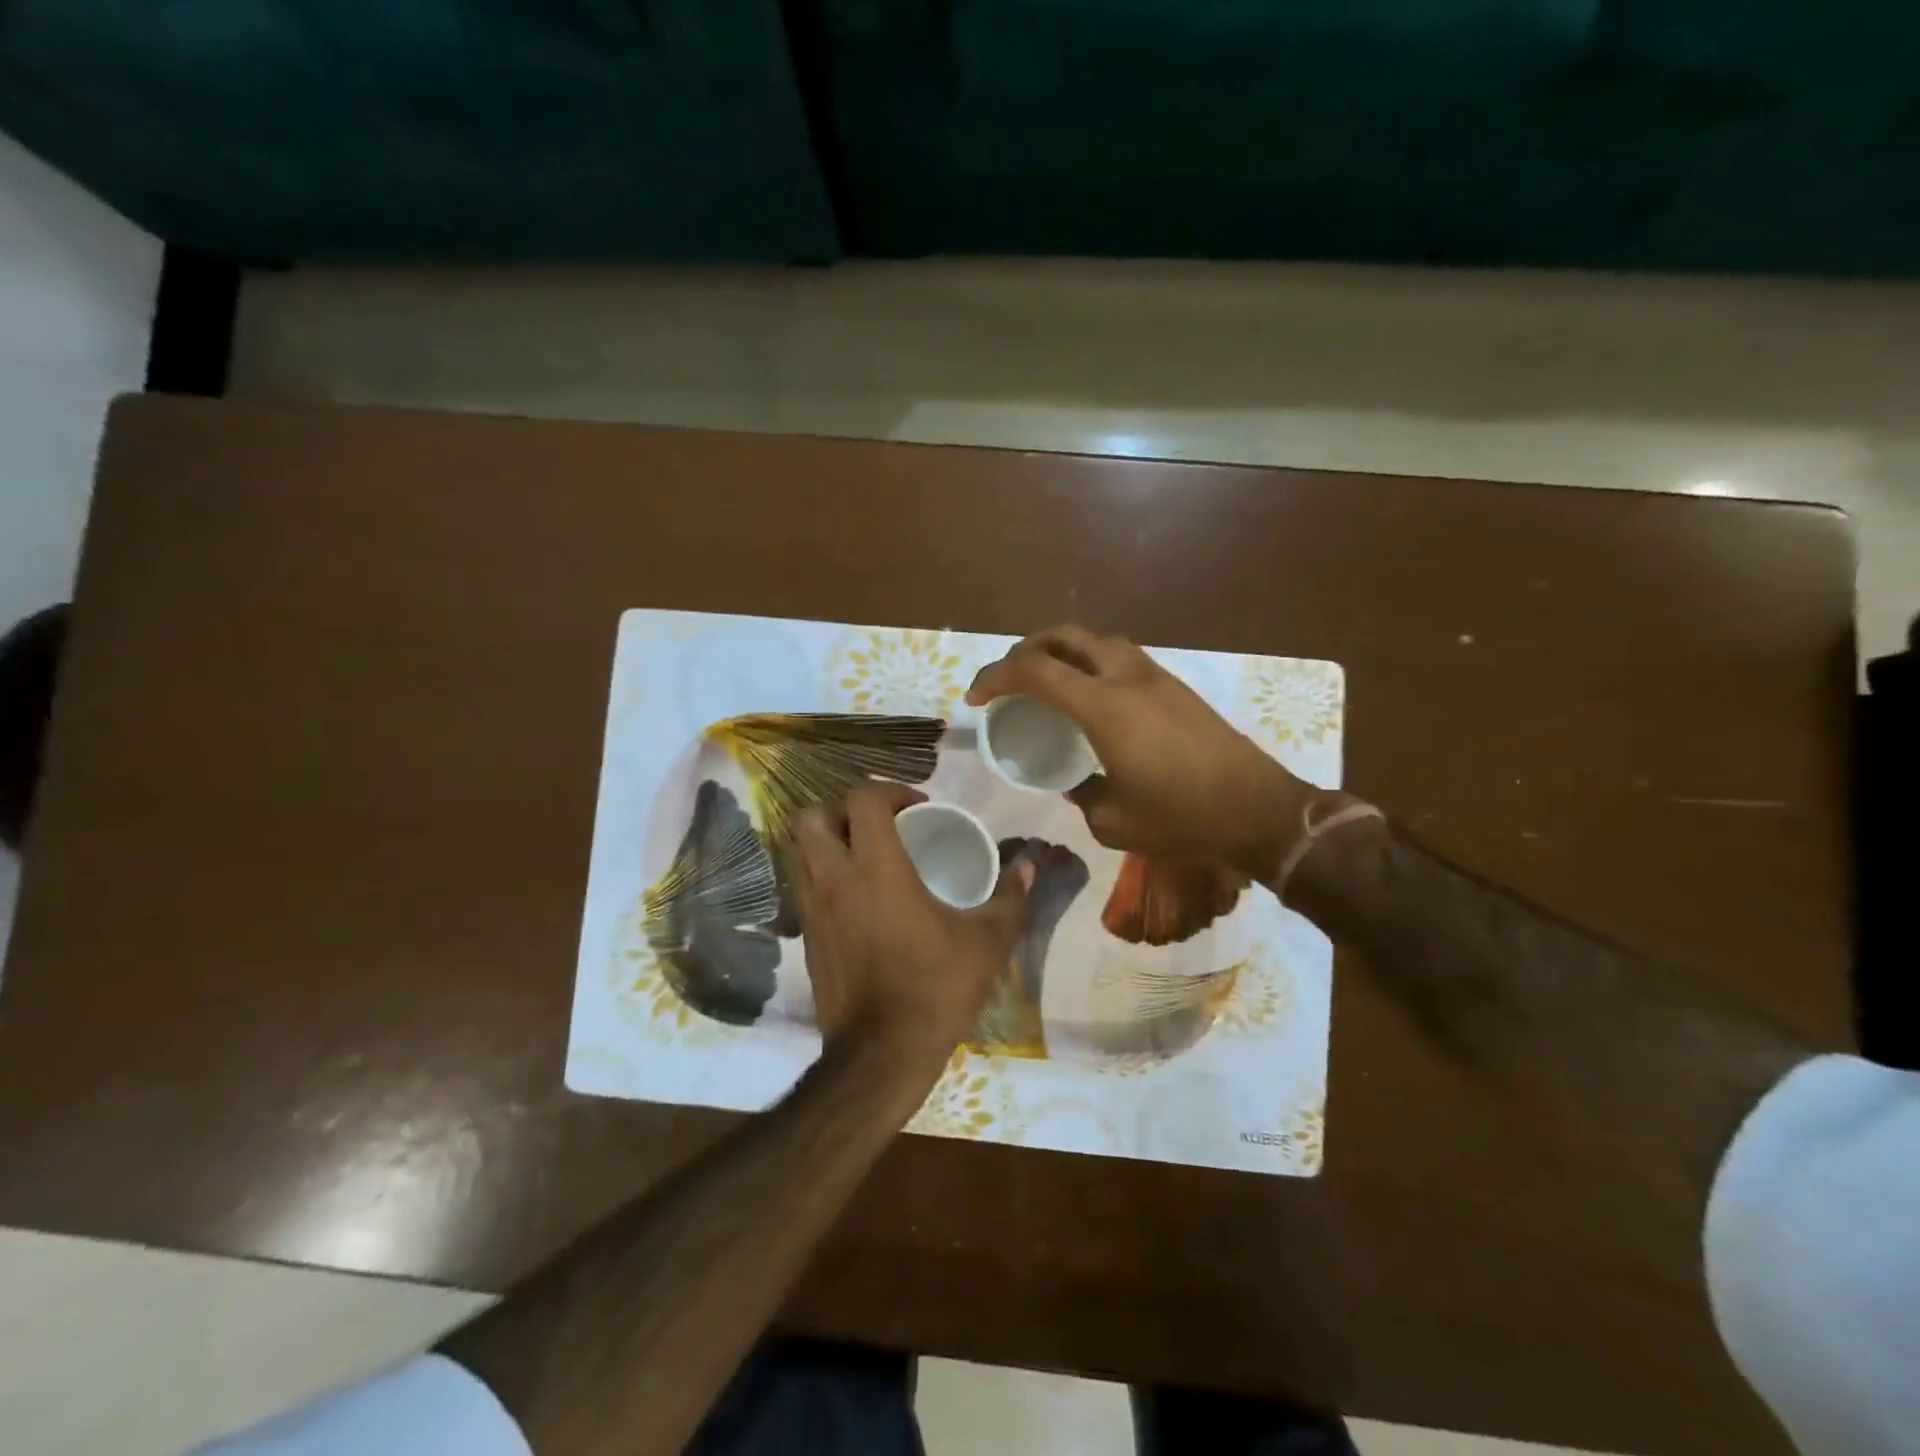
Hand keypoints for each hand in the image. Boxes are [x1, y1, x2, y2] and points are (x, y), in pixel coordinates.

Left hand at [792, 783, 1032, 1083]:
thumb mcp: (987, 941)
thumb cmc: (935, 988)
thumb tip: (1030, 864)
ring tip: (864, 853)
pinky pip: (803, 885)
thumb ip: (1011, 896)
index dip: (889, 790)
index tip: (918, 807)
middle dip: (844, 809)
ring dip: (828, 839)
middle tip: (880, 825)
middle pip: (813, 817)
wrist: (881, 1054)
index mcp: (876, 867)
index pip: (863, 799)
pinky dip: (823, 874)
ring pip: (800, 850)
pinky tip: (855, 897)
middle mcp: (835, 878)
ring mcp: (812, 909)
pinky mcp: (806, 937)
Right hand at [967, 625, 1319, 879]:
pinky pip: (1120, 658)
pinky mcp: (1176, 688)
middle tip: (1009, 680)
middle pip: (1066, 637)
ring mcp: (1156, 678)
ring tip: (1047, 683)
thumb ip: (1082, 796)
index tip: (977, 698)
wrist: (1259, 810)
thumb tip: (1074, 783)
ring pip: (1097, 641)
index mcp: (1105, 708)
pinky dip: (1091, 665)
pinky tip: (1091, 700)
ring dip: (1062, 652)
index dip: (996, 677)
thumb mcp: (1114, 821)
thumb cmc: (1183, 818)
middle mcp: (1127, 678)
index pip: (1035, 671)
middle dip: (1026, 650)